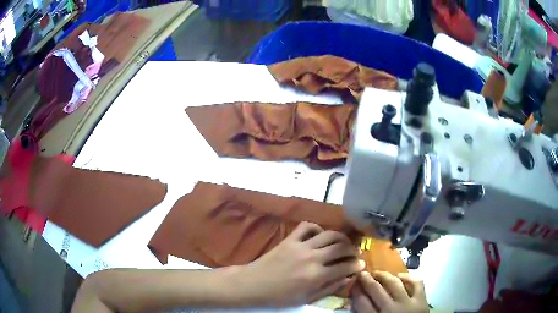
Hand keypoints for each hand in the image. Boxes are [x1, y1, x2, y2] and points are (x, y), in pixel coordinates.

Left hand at [239, 222, 363, 306]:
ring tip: (344, 242)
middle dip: (353, 249)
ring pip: (329, 234)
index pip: (345, 266)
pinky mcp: (290, 239)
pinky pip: (307, 226)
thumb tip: (348, 278)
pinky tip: (320, 235)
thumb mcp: (306, 299)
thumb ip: (329, 288)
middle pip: (341, 247)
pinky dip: (317, 228)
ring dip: (341, 237)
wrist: (253, 285)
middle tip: (356, 253)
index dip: (357, 265)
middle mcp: (312, 258)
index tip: (361, 264)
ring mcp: (301, 246)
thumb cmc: (279, 297)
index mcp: (317, 276)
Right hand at [352, 271, 427, 312]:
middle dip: (366, 279)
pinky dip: (408, 277)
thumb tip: (354, 302)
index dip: (355, 290)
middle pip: (376, 289)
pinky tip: (400, 277)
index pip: (361, 301)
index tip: (352, 283)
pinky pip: (416, 283)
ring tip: (378, 273)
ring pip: (394, 283)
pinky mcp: (422, 301)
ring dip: (384, 276)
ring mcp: (407, 304)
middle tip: (362, 273)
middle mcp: (390, 310)